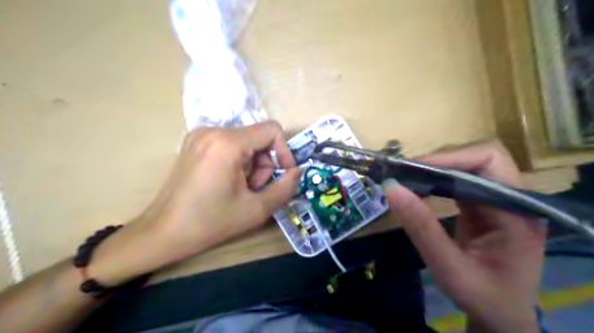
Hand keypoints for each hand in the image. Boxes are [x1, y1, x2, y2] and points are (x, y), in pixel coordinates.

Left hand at [89, 122, 301, 285]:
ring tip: (241, 190)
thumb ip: (285, 187)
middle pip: (258, 137)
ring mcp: (200, 135)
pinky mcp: (195, 143)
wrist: (164, 232)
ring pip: (245, 142)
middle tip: (256, 189)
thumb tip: (298, 171)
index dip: (285, 151)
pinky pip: (230, 145)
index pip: (272, 130)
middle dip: (264, 164)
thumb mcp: (257, 209)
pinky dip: (238, 162)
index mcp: (227, 142)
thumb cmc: (211, 222)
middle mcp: (213, 130)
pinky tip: (228, 183)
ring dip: (252, 165)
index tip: (283, 174)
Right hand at [382, 141, 544, 332]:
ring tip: (407, 180)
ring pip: (468, 165)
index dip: (449, 158)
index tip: (413, 170)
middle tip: (405, 174)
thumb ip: (422, 229)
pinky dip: (436, 180)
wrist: (501, 314)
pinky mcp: (485, 204)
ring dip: (435, 169)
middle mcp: (514, 199)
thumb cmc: (483, 297)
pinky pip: (460, 180)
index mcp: (518, 213)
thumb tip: (391, 188)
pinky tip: (419, 189)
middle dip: (439, 161)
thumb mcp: (449, 269)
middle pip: (478, 157)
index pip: (488, 162)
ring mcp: (500, 200)